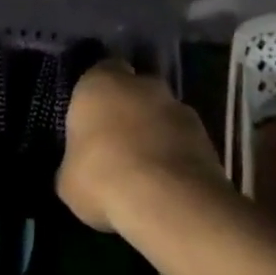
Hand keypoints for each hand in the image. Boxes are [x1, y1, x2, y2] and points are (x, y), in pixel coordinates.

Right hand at [59, 62, 220, 231]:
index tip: (91, 120)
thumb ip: (74, 162)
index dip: (96, 95)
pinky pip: (184, 141)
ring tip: (145, 170)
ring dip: (155, 133)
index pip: (98, 73)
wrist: (167, 201)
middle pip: (134, 90)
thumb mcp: (68, 179)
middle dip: (128, 111)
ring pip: (162, 115)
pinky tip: (167, 185)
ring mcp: (179, 107)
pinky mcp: (207, 136)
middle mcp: (142, 84)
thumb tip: (79, 168)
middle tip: (116, 144)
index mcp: (100, 83)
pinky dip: (177, 156)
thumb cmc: (102, 178)